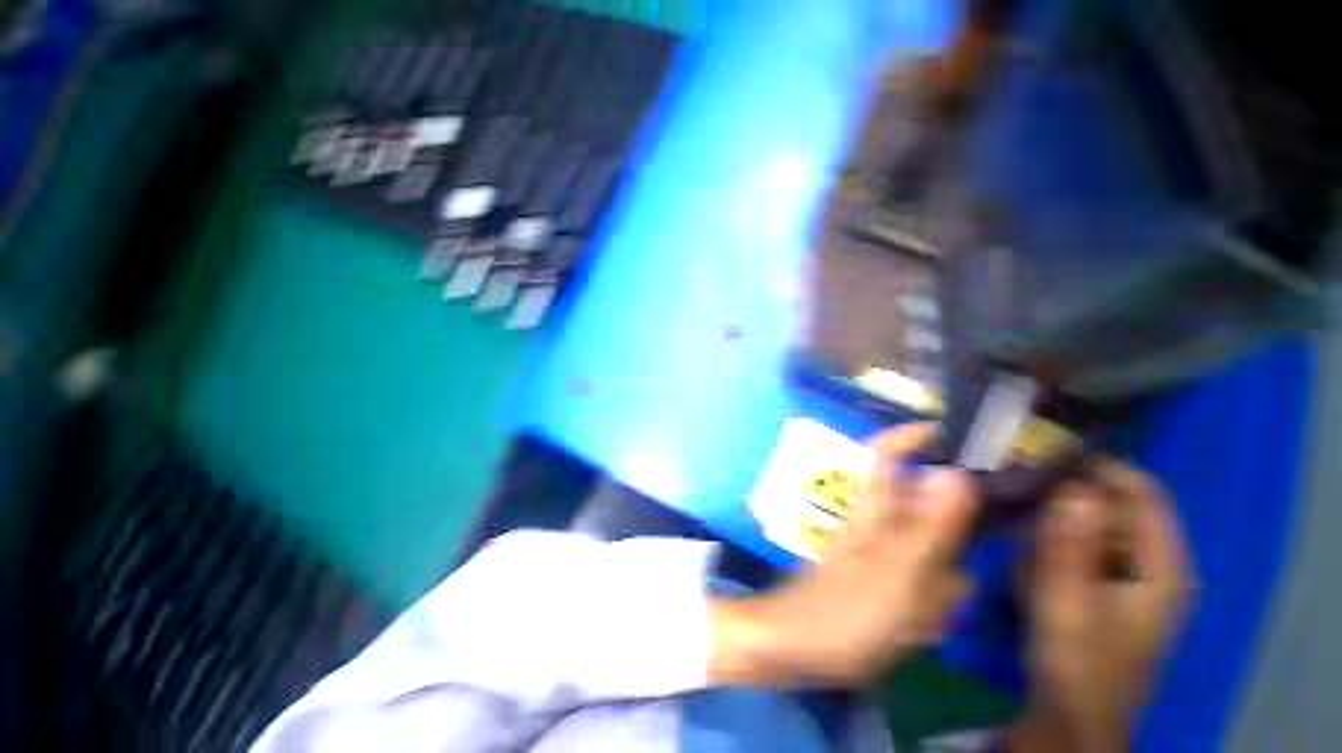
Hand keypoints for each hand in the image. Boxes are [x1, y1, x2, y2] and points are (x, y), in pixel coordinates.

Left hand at [710, 424, 979, 686]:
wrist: (796, 645)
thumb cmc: (845, 609)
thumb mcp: (898, 570)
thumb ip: (931, 526)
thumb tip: (956, 475)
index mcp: (874, 511)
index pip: (885, 457)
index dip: (909, 438)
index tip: (945, 434)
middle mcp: (873, 525)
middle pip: (923, 516)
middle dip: (946, 548)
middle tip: (946, 590)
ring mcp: (873, 554)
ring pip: (925, 557)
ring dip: (936, 589)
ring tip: (923, 621)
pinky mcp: (874, 582)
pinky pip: (915, 587)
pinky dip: (923, 610)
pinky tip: (914, 633)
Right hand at [1011, 461, 1195, 752]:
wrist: (1071, 712)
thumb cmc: (1078, 659)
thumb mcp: (1068, 601)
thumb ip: (1069, 544)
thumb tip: (1072, 486)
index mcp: (1161, 566)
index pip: (1142, 493)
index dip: (1100, 468)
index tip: (1046, 452)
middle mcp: (1150, 563)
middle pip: (1113, 506)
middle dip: (1065, 491)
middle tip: (1015, 479)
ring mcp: (1125, 576)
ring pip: (1090, 524)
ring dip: (1052, 515)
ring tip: (1011, 511)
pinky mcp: (1102, 586)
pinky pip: (1076, 546)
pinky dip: (1049, 539)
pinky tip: (1021, 548)